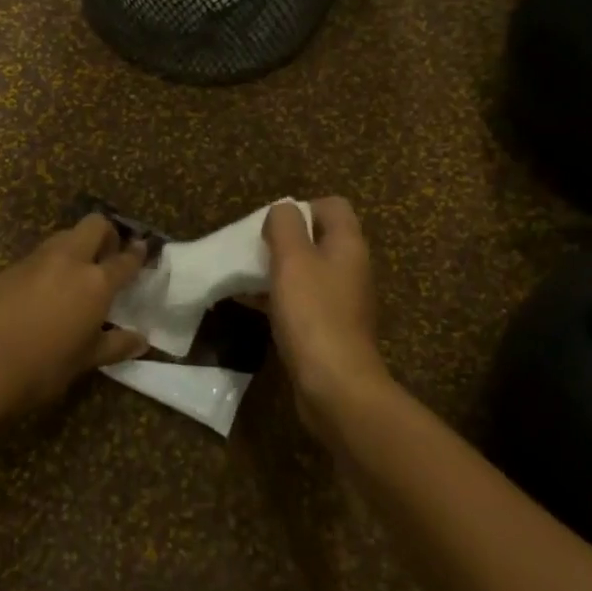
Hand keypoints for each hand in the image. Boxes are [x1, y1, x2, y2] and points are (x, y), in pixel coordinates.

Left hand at [0, 215, 149, 413]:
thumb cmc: (43, 367)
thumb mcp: (85, 360)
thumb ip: (115, 345)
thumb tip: (141, 341)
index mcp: (95, 282)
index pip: (124, 259)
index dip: (136, 253)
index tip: (142, 249)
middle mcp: (68, 261)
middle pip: (94, 225)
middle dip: (105, 233)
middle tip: (106, 256)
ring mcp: (34, 261)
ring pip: (62, 237)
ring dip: (74, 247)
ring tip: (73, 275)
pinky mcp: (6, 269)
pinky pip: (35, 259)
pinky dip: (45, 267)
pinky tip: (38, 294)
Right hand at [263, 197, 392, 435]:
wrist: (334, 384)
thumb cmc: (313, 313)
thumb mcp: (293, 259)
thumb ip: (285, 226)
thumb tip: (282, 210)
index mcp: (348, 245)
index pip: (332, 206)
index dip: (302, 206)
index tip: (272, 224)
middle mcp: (349, 268)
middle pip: (316, 238)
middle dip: (282, 239)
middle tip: (252, 248)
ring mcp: (340, 300)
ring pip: (305, 271)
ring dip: (275, 268)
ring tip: (241, 273)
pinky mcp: (326, 328)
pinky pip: (299, 300)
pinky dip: (275, 296)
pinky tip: (245, 302)